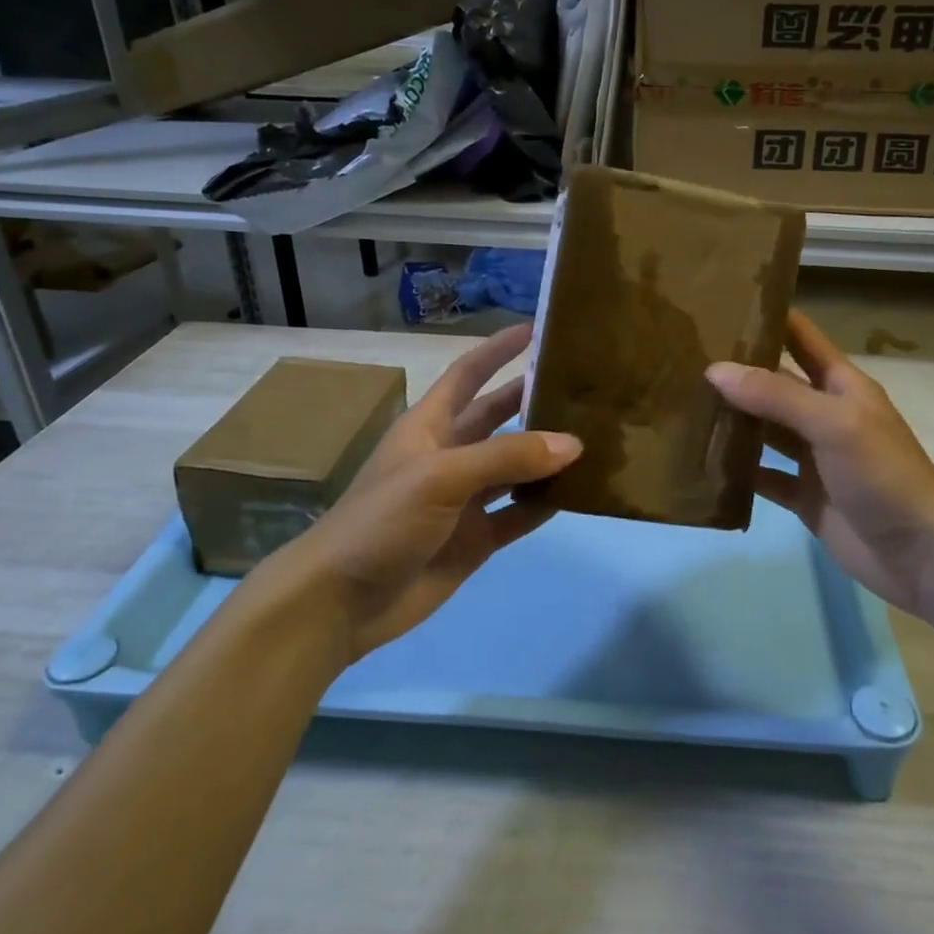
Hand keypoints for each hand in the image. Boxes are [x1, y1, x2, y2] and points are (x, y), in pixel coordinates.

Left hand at [272, 324, 580, 661]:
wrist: (340, 603)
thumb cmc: (381, 521)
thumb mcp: (440, 476)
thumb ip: (506, 457)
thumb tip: (573, 443)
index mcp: (429, 427)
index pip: (467, 375)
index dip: (497, 350)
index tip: (536, 329)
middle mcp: (449, 456)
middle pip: (497, 417)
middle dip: (532, 398)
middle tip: (581, 385)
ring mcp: (463, 500)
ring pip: (514, 467)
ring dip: (546, 454)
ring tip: (594, 436)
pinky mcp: (475, 539)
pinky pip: (518, 513)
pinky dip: (544, 503)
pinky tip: (577, 492)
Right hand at [706, 310, 933, 635]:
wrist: (920, 552)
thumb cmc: (882, 473)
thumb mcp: (833, 422)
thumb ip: (775, 395)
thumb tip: (715, 369)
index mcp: (840, 385)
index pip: (800, 337)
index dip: (767, 318)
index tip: (721, 304)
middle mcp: (824, 415)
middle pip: (774, 384)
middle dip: (736, 371)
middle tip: (682, 358)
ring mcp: (813, 458)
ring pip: (764, 431)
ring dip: (732, 421)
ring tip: (682, 405)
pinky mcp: (804, 497)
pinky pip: (763, 477)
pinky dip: (737, 472)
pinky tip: (701, 463)